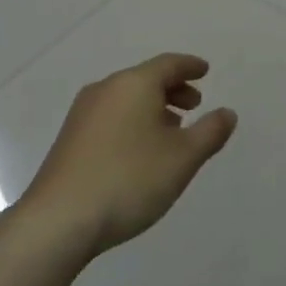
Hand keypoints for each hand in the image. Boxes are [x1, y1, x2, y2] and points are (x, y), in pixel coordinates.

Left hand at [19, 53, 236, 259]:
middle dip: (173, 89)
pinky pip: (111, 116)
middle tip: (194, 105)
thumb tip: (227, 113)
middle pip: (146, 79)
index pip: (169, 64)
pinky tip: (140, 150)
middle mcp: (106, 90)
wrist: (58, 221)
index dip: (190, 66)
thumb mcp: (183, 158)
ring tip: (172, 131)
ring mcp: (83, 114)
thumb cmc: (129, 180)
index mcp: (134, 84)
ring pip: (127, 99)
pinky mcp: (69, 139)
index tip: (205, 71)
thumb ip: (210, 132)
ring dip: (153, 108)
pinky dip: (133, 121)